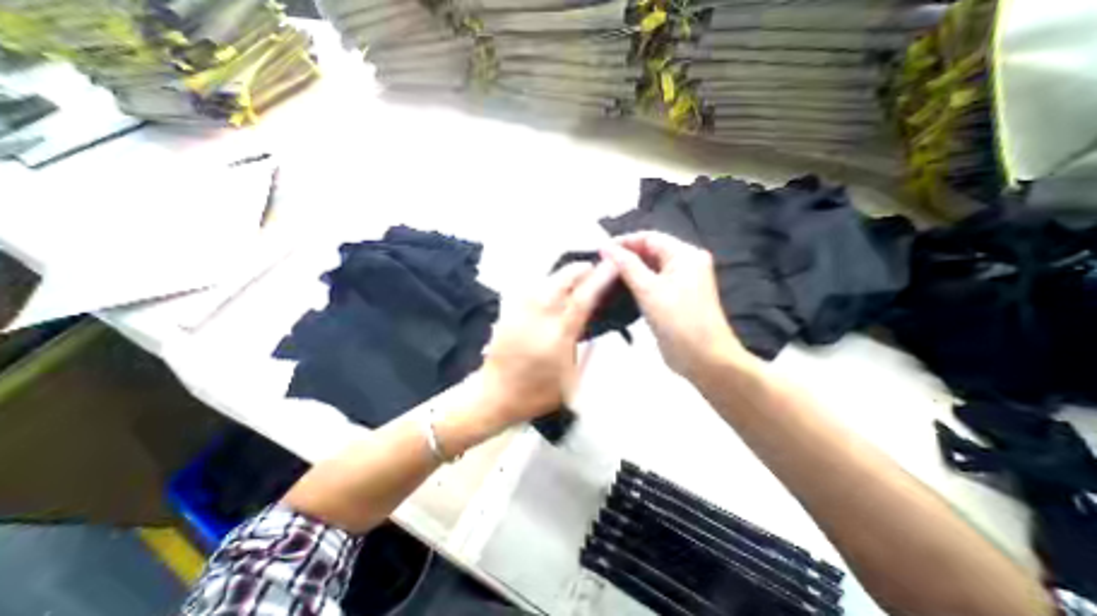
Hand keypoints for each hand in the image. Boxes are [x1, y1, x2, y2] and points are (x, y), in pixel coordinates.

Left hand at [478, 261, 620, 425]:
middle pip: (560, 282)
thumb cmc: (537, 393)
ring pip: (543, 281)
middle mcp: (538, 319)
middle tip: (592, 266)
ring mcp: (519, 313)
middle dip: (578, 269)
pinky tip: (551, 285)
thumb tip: (595, 324)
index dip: (599, 279)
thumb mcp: (573, 380)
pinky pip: (529, 289)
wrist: (495, 395)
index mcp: (558, 337)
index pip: (582, 299)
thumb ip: (588, 351)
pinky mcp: (507, 314)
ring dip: (562, 274)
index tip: (611, 266)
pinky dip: (544, 282)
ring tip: (575, 274)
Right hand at [603, 230, 749, 378]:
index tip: (600, 250)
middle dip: (625, 256)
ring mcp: (681, 282)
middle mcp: (685, 264)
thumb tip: (606, 247)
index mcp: (684, 255)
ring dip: (629, 271)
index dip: (624, 241)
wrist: (703, 358)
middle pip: (650, 251)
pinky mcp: (675, 298)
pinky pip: (653, 283)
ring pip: (650, 268)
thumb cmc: (678, 321)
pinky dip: (637, 284)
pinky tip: (619, 290)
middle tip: (600, 265)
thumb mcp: (649, 290)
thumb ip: (627, 265)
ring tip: (604, 276)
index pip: (649, 238)